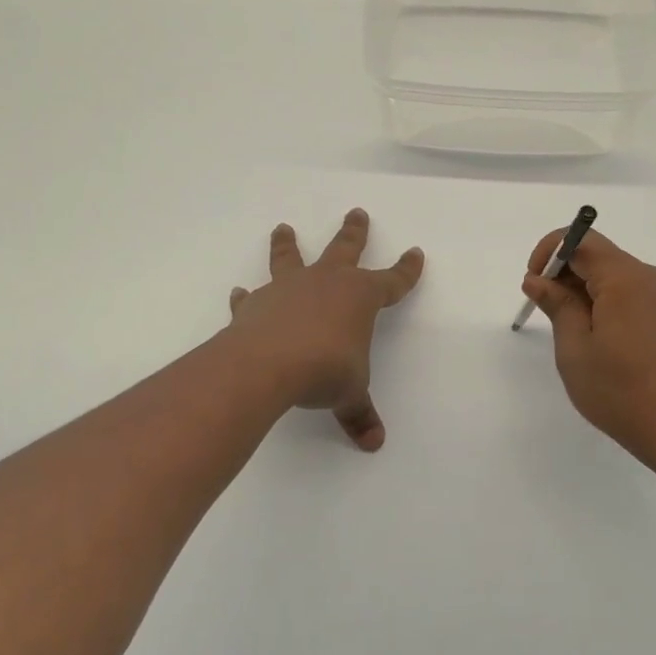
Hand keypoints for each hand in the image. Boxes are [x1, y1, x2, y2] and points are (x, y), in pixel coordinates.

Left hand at [227, 208, 424, 450]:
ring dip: (287, 243)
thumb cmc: (324, 370)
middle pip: (345, 249)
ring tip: (282, 228)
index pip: (392, 281)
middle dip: (354, 232)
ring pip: (292, 258)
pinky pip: (253, 296)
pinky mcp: (257, 303)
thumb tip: (374, 442)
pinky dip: (247, 296)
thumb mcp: (349, 393)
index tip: (416, 253)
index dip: (406, 270)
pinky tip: (240, 293)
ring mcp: (289, 288)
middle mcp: (326, 283)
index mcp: (359, 297)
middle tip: (356, 212)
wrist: (268, 364)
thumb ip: (359, 414)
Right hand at [522, 230, 655, 477]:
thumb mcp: (575, 348)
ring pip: (616, 276)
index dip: (549, 252)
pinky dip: (609, 303)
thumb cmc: (620, 392)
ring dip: (586, 291)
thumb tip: (538, 279)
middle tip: (547, 313)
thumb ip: (556, 304)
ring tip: (574, 334)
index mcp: (626, 278)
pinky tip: (603, 341)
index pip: (581, 240)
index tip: (534, 283)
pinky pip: (634, 294)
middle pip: (599, 256)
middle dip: (566, 274)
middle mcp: (652, 276)